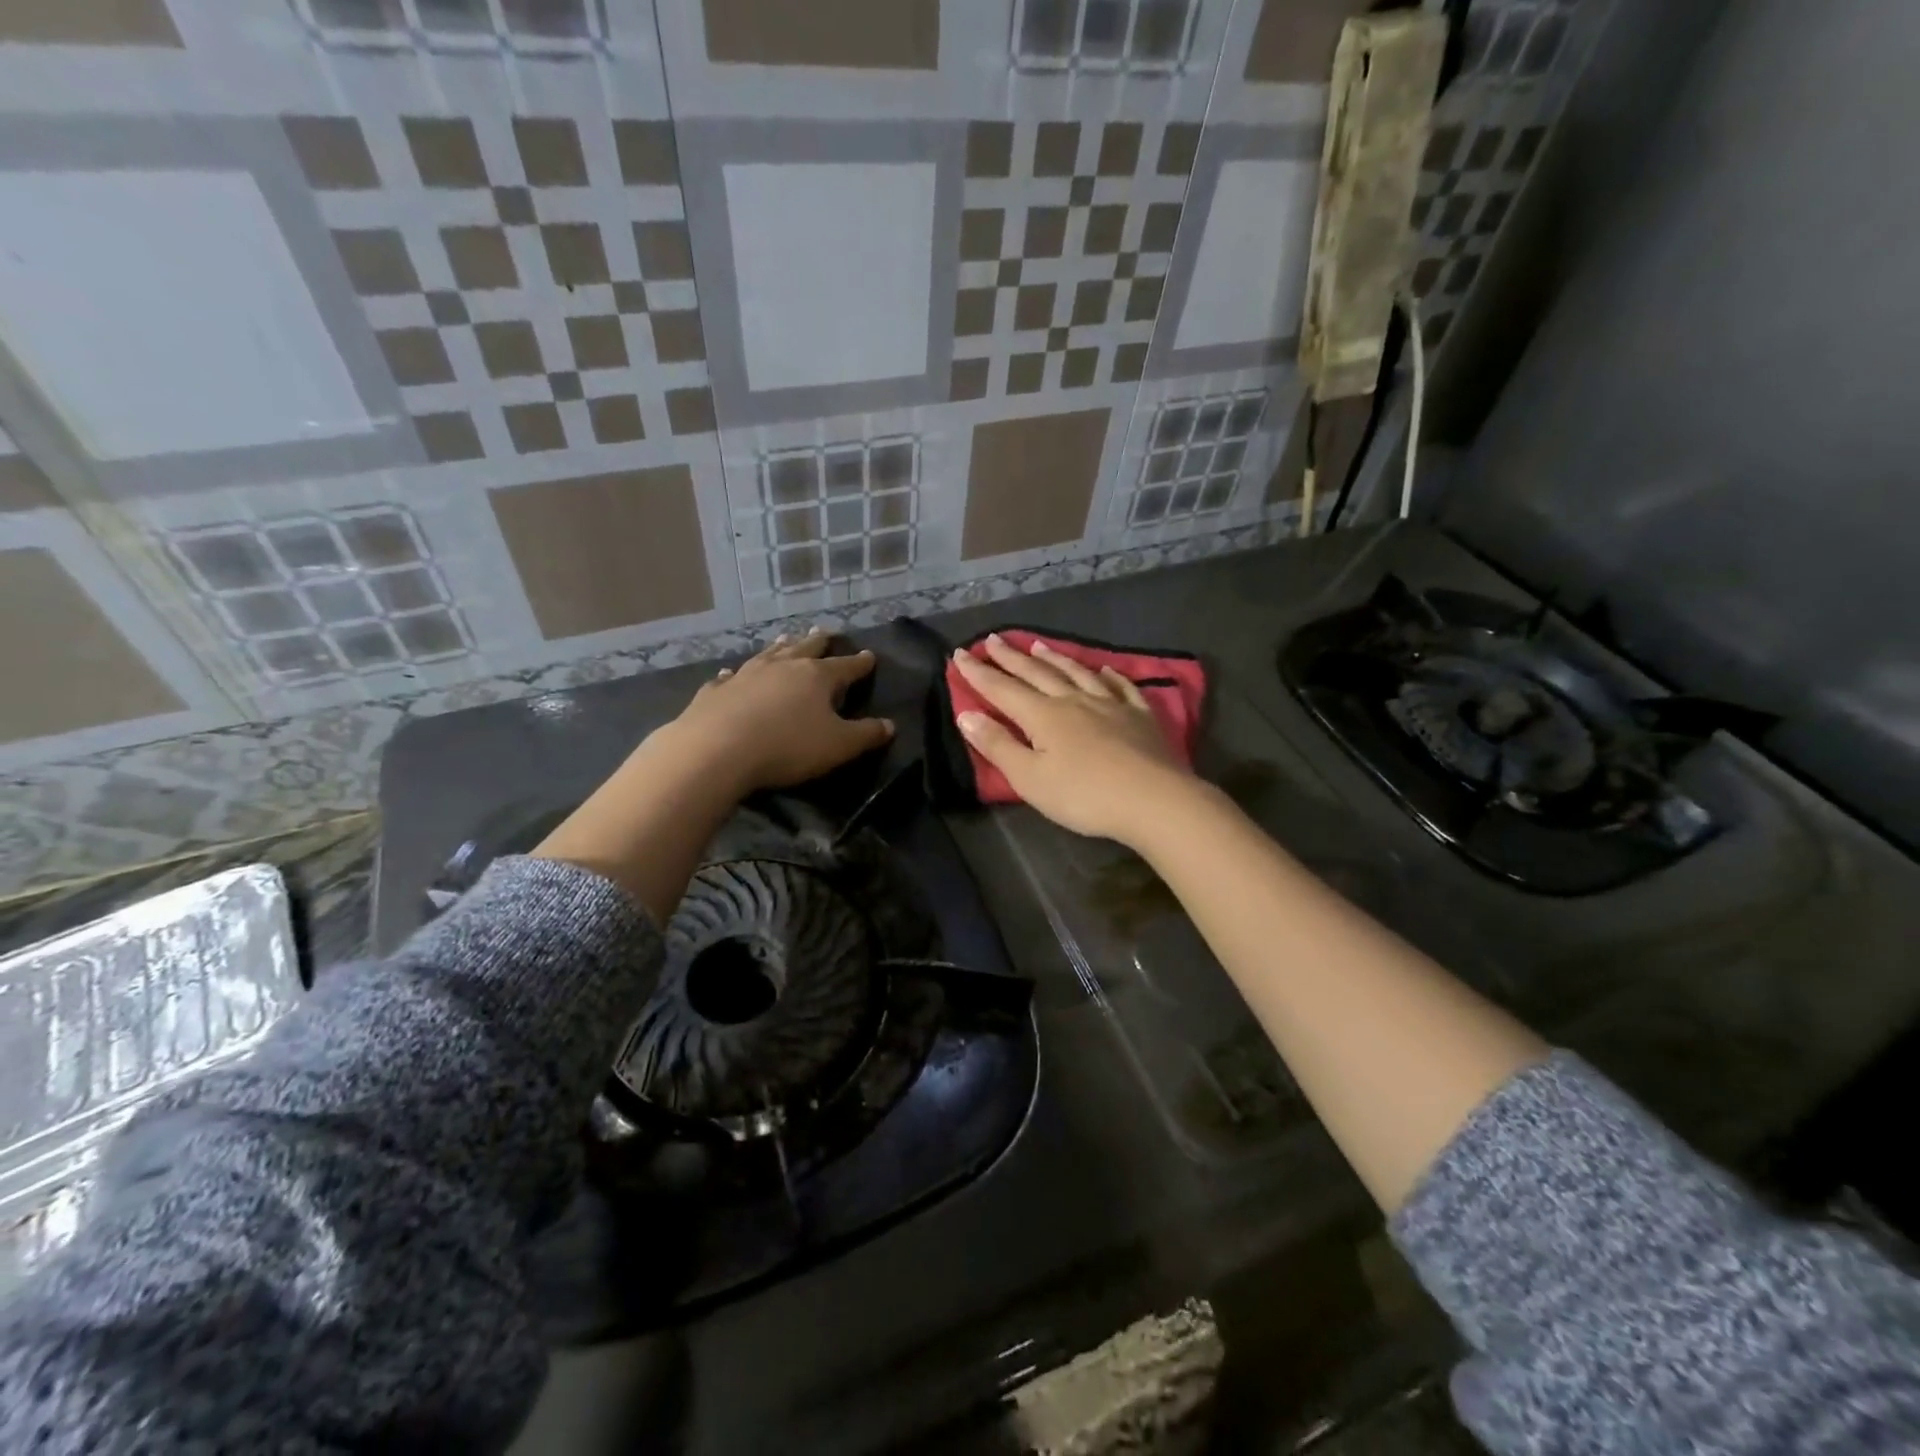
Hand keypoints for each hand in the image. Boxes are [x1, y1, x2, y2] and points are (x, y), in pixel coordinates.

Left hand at [664, 630, 892, 793]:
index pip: (846, 666)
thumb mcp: (838, 746)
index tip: (870, 655)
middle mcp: (783, 666)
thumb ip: (866, 734)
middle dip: (818, 642)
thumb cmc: (787, 746)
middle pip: (805, 648)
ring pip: (768, 654)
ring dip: (779, 646)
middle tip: (825, 632)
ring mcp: (746, 674)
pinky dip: (735, 674)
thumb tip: (889, 725)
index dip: (860, 663)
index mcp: (817, 677)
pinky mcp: (716, 691)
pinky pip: (729, 677)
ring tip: (785, 638)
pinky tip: (730, 673)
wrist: (717, 750)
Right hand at [951, 634, 1195, 846]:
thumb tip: (966, 715)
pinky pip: (1120, 686)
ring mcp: (1110, 704)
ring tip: (1038, 645)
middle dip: (1011, 657)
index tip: (960, 654)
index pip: (1003, 689)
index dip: (979, 673)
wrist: (1154, 799)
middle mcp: (1074, 700)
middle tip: (993, 639)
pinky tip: (1104, 669)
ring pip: (1076, 672)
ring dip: (1054, 658)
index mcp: (1043, 715)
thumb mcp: (1030, 778)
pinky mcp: (1140, 716)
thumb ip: (998, 745)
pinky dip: (1108, 675)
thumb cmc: (1084, 796)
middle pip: (1037, 673)